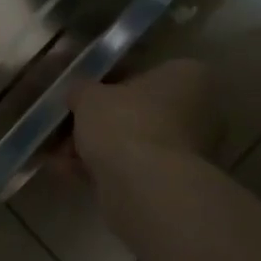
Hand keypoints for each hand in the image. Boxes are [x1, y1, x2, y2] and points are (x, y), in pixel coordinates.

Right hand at [58, 59, 220, 183]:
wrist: (146, 188)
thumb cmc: (125, 122)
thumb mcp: (89, 95)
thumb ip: (82, 90)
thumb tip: (78, 94)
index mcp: (188, 77)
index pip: (146, 72)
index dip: (110, 82)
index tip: (85, 95)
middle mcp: (200, 111)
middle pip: (140, 111)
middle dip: (102, 121)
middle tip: (69, 125)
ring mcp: (192, 151)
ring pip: (135, 142)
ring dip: (98, 147)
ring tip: (60, 155)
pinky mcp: (177, 184)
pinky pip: (135, 168)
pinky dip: (105, 169)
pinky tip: (69, 173)